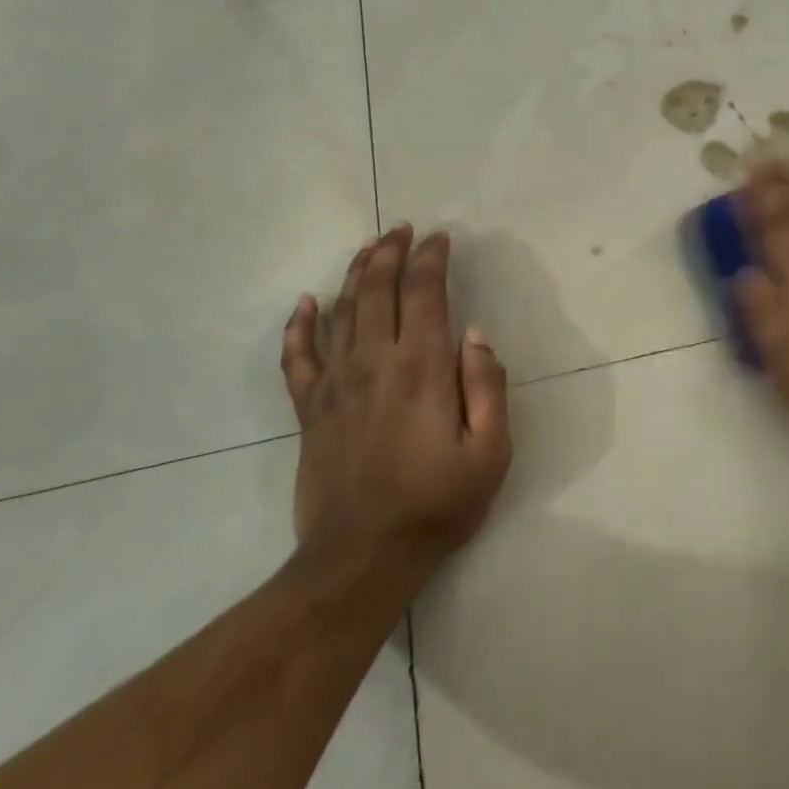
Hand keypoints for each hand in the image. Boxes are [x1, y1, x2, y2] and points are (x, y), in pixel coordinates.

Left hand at [280, 224, 510, 593]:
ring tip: (369, 247)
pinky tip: (305, 302)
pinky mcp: (309, 409)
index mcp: (422, 369)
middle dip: (391, 251)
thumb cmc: (437, 505)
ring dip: (355, 273)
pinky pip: (297, 356)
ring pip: (341, 311)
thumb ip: (488, 387)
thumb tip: (476, 334)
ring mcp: (335, 384)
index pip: (425, 293)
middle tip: (402, 228)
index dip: (432, 259)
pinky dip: (299, 325)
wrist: (361, 559)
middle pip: (377, 289)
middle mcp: (374, 362)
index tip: (440, 238)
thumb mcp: (490, 452)